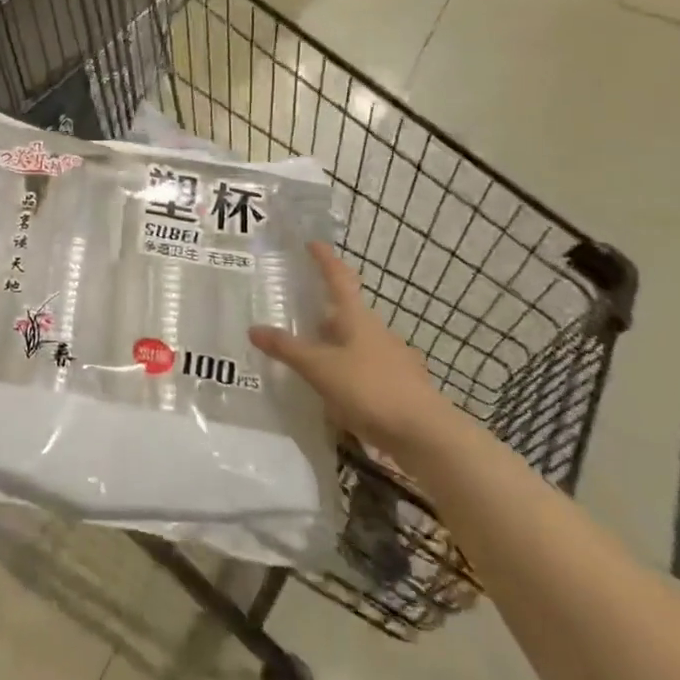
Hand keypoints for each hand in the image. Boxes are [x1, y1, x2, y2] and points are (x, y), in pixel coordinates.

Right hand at [248, 243, 451, 458]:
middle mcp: (376, 332)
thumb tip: (253, 328)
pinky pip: (365, 369)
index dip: (325, 260)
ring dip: (334, 343)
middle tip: (298, 311)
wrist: (426, 435)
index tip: (312, 244)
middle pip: (347, 313)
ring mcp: (392, 359)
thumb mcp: (320, 368)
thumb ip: (287, 349)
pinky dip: (347, 371)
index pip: (339, 279)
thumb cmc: (370, 389)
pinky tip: (334, 389)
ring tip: (309, 354)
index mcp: (357, 319)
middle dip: (323, 310)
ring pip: (356, 342)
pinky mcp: (399, 386)